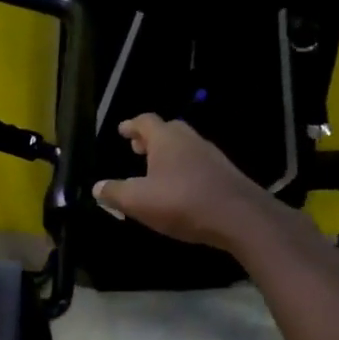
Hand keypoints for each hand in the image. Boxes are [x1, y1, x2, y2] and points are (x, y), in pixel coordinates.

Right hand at [92, 115, 276, 250]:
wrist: (241, 218)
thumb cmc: (182, 202)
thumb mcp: (138, 201)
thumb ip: (115, 193)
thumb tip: (97, 187)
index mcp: (166, 139)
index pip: (145, 121)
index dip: (131, 125)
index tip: (122, 130)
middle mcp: (190, 140)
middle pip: (168, 130)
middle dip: (151, 138)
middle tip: (137, 149)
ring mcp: (212, 156)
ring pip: (185, 147)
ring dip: (169, 155)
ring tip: (156, 171)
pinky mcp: (227, 175)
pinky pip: (199, 164)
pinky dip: (185, 169)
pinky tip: (181, 189)